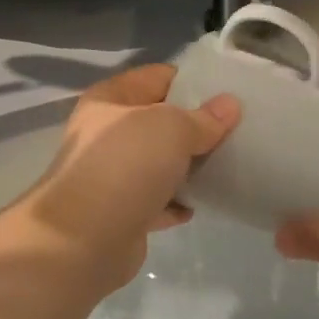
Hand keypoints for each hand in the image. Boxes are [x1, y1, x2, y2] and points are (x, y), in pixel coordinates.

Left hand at [25, 64, 239, 289]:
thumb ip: (203, 117)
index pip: (158, 77)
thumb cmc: (125, 166)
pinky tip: (201, 204)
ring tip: (227, 164)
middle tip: (236, 128)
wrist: (82, 241)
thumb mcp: (171, 128)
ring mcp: (112, 174)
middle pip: (159, 120)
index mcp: (111, 99)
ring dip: (188, 165)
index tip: (228, 90)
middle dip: (195, 124)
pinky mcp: (121, 212)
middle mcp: (107, 132)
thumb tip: (230, 104)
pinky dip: (176, 201)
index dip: (192, 80)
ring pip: (159, 161)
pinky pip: (157, 200)